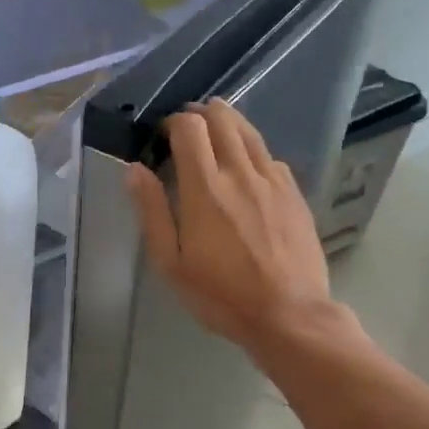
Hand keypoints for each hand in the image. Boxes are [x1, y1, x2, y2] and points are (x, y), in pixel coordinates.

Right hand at [125, 99, 345, 354]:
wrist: (289, 315)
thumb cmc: (221, 294)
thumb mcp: (171, 262)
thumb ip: (152, 211)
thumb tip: (134, 169)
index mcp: (205, 188)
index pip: (189, 127)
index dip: (173, 122)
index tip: (164, 136)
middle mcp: (240, 173)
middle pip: (222, 118)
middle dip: (200, 113)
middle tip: (187, 130)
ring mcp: (272, 180)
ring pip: (249, 131)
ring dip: (228, 122)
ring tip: (214, 132)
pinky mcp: (294, 193)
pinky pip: (270, 155)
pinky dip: (251, 149)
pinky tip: (246, 167)